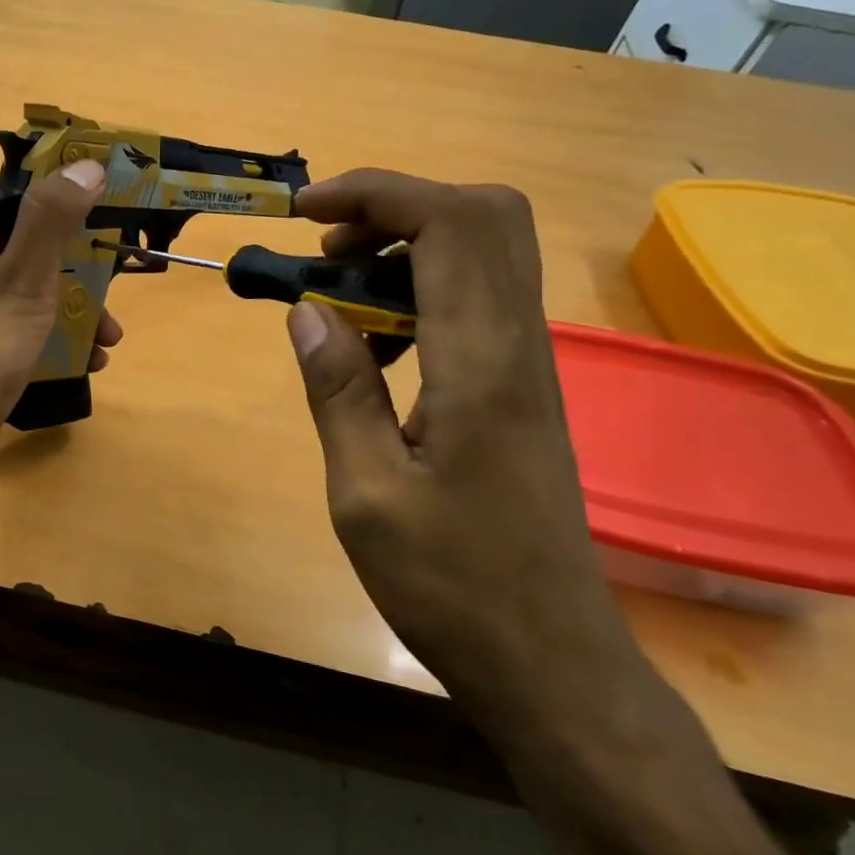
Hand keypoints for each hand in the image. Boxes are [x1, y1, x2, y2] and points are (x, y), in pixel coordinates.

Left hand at [0, 160, 121, 492]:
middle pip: (37, 244)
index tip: (110, 195)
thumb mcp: (23, 278)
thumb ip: (52, 220)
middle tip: (121, 277)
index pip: (19, 192)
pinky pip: (34, 328)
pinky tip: (92, 363)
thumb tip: (85, 164)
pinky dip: (63, 339)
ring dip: (80, 308)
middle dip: (83, 264)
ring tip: (111, 338)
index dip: (64, 188)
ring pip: (41, 290)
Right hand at [286, 170, 642, 724]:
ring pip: (486, 251)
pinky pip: (477, 298)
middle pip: (486, 214)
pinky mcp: (522, 387)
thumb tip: (306, 309)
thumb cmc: (452, 586)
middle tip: (328, 247)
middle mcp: (518, 344)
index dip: (375, 192)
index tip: (304, 210)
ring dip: (405, 245)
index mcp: (480, 362)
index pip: (450, 221)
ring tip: (336, 292)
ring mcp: (528, 364)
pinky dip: (419, 288)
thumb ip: (338, 389)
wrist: (551, 662)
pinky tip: (374, 345)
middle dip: (396, 205)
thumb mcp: (365, 493)